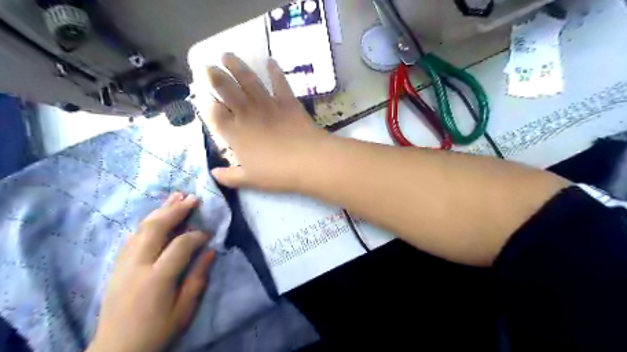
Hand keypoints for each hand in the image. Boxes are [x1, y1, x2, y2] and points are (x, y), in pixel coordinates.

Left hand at [88, 192, 215, 351]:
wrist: (116, 350)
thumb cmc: (157, 331)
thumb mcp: (184, 310)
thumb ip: (198, 278)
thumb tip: (211, 251)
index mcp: (157, 279)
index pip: (180, 245)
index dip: (197, 235)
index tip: (208, 233)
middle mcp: (137, 266)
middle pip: (156, 228)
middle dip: (176, 210)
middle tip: (193, 198)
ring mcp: (123, 264)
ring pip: (142, 228)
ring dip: (161, 210)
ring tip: (177, 196)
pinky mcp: (117, 265)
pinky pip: (133, 236)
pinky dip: (148, 222)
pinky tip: (157, 215)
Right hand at [208, 52, 329, 192]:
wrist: (308, 161)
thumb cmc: (277, 173)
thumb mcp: (250, 180)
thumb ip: (230, 177)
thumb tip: (214, 173)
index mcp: (236, 134)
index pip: (215, 115)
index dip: (207, 104)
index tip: (202, 96)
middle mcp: (247, 114)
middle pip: (227, 91)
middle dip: (215, 77)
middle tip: (208, 66)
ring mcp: (268, 105)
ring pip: (248, 81)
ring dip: (237, 66)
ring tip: (227, 55)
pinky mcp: (288, 102)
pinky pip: (279, 83)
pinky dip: (275, 72)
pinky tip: (270, 61)